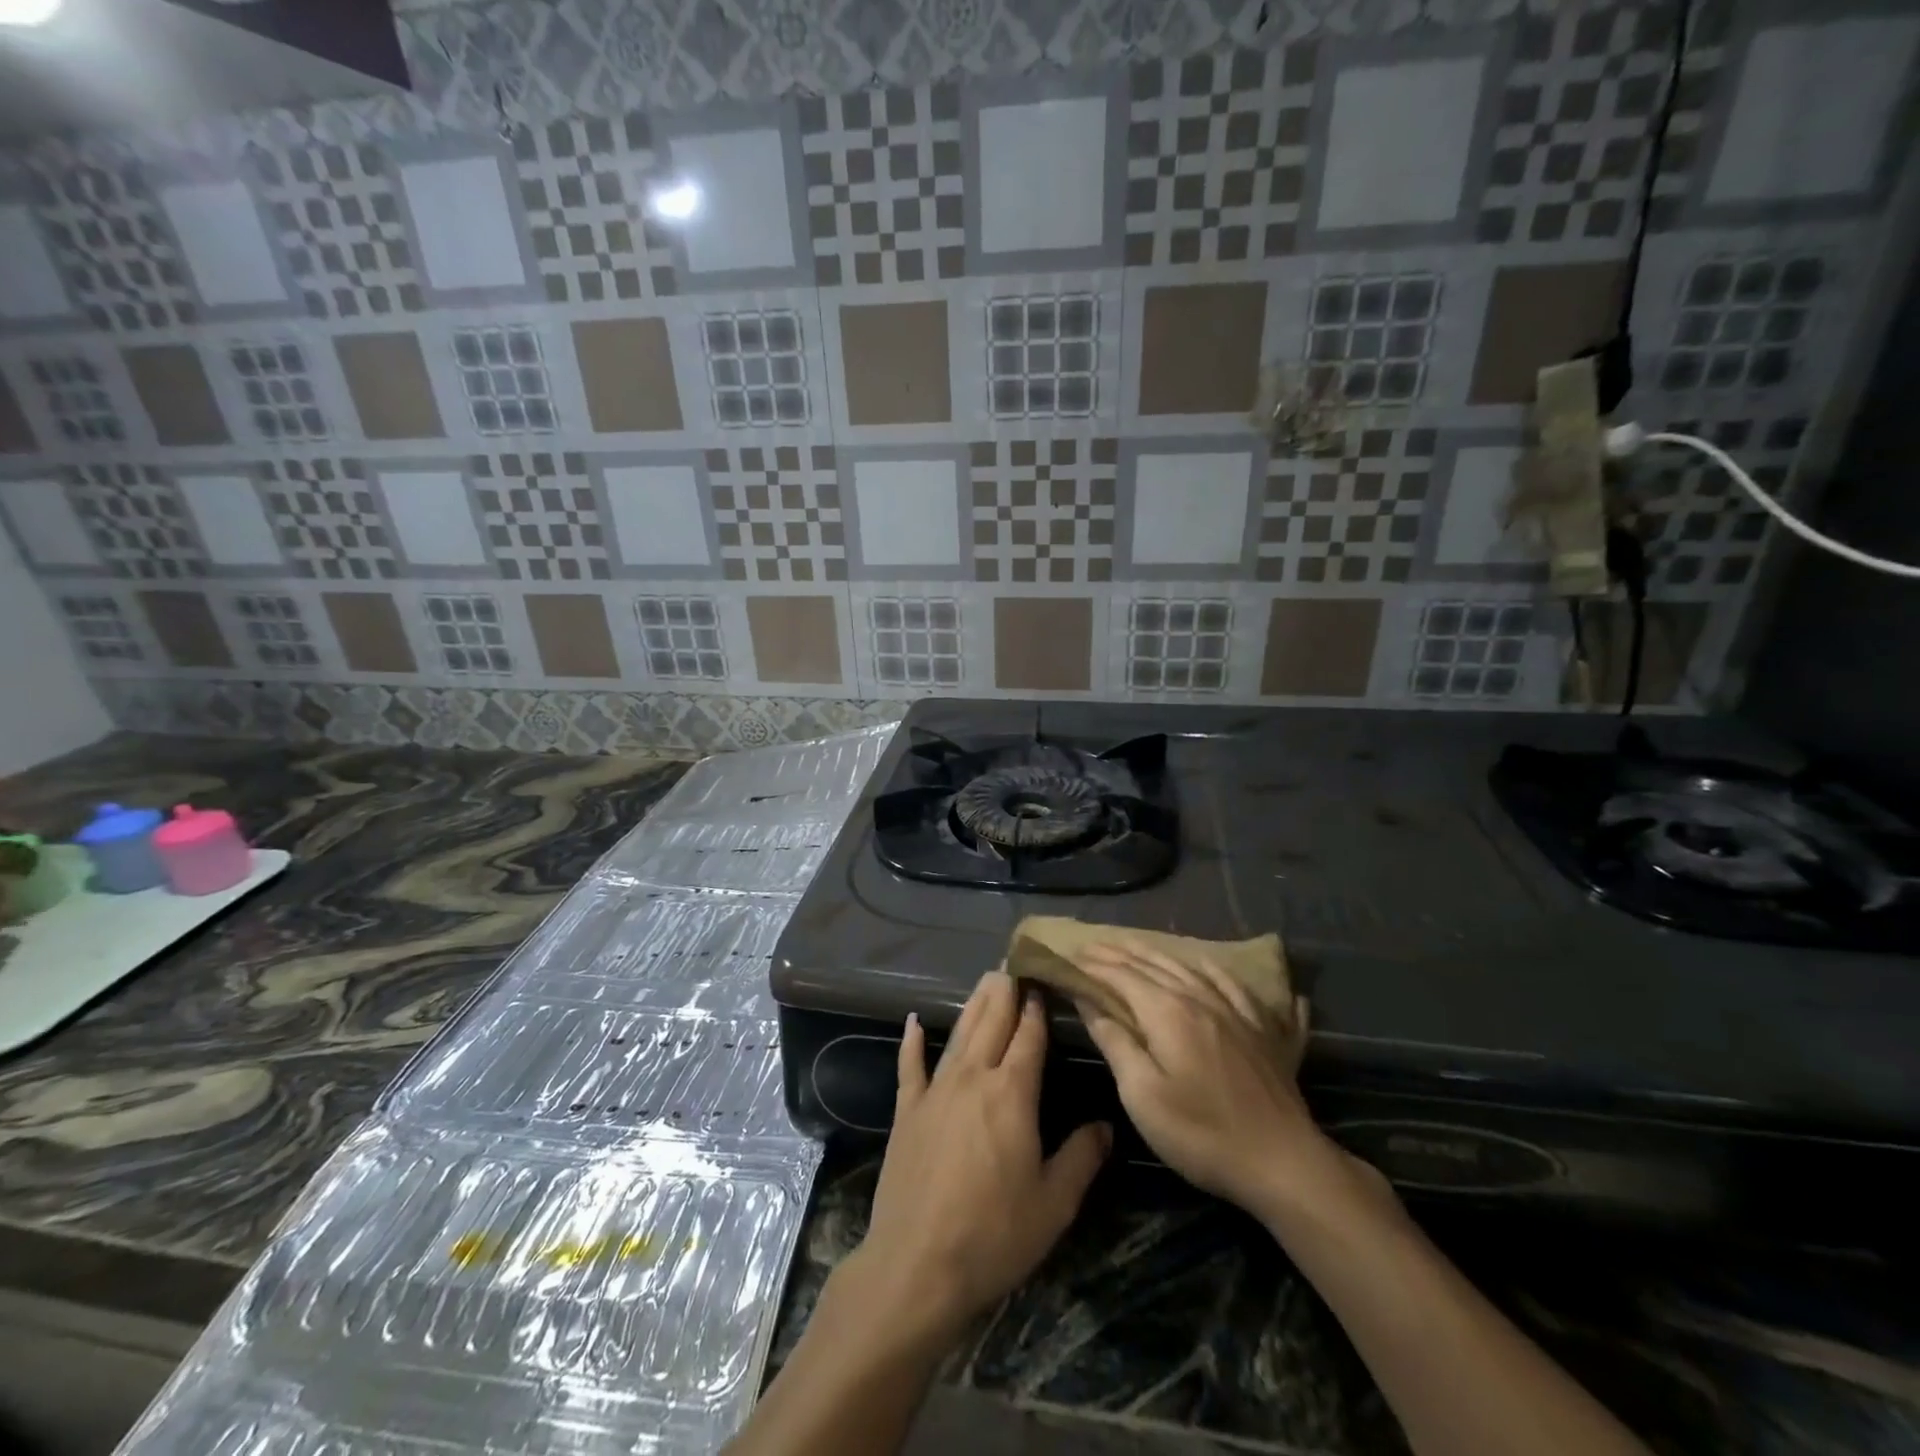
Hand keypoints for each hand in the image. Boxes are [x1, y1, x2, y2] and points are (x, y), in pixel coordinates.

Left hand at [854, 971, 1110, 1341]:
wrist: (917, 1265)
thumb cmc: (994, 1235)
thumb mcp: (1054, 1204)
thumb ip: (1081, 1158)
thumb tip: (1105, 1125)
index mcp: (1012, 1094)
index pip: (1029, 1038)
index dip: (1036, 1008)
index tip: (1042, 980)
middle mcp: (973, 1078)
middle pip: (992, 1024)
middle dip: (1005, 992)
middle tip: (1013, 963)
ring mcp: (935, 1091)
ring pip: (958, 1036)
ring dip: (973, 1006)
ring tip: (984, 980)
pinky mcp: (906, 1111)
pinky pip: (909, 1066)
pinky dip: (912, 1041)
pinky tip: (914, 1021)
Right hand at [1073, 943, 1356, 1217]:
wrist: (1283, 1161)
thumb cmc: (1202, 1133)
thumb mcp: (1143, 1095)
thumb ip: (1115, 1043)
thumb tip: (1089, 1003)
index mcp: (1168, 1012)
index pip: (1122, 976)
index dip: (1094, 965)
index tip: (1069, 958)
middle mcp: (1200, 998)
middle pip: (1153, 964)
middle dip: (1119, 953)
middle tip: (1092, 945)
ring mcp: (1236, 1011)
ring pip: (1190, 968)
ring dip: (1157, 954)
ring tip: (1136, 946)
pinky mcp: (1262, 1029)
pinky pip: (1233, 984)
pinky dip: (1213, 969)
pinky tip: (1209, 965)